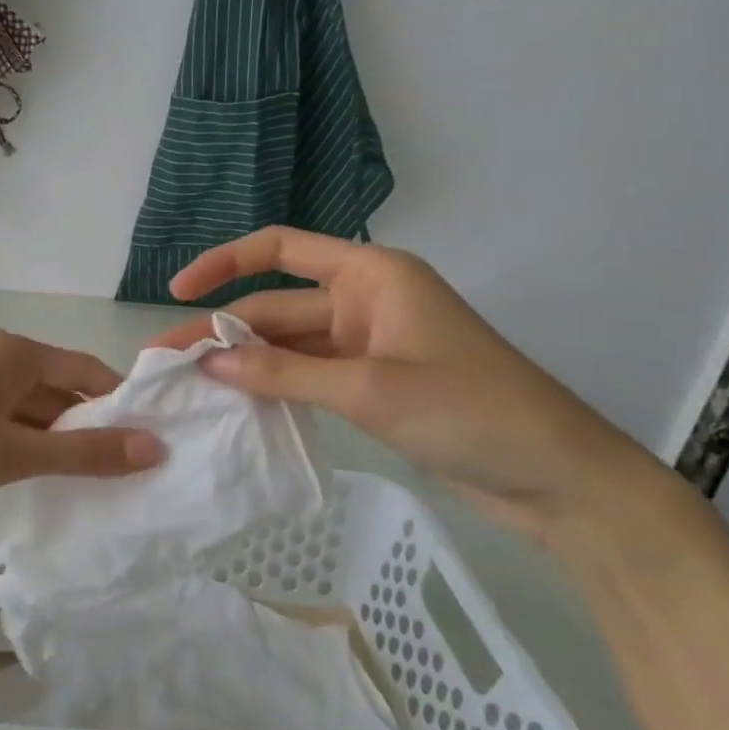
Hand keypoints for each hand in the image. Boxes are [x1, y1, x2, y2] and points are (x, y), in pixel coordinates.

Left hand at [0, 328, 164, 503]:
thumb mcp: (14, 453)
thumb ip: (85, 454)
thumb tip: (155, 447)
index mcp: (17, 352)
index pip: (88, 371)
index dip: (120, 405)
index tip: (148, 444)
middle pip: (59, 388)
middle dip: (88, 428)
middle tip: (123, 474)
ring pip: (30, 406)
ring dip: (54, 438)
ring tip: (87, 482)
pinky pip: (3, 415)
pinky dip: (23, 441)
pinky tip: (33, 475)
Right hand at [156, 227, 665, 542]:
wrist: (561, 481)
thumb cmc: (472, 412)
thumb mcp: (369, 389)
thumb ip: (283, 373)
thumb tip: (210, 362)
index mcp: (371, 274)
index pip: (280, 249)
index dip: (224, 263)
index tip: (178, 291)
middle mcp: (365, 299)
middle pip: (276, 304)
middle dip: (223, 328)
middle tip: (167, 359)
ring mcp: (369, 343)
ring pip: (289, 343)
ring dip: (246, 360)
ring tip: (192, 383)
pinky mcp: (373, 382)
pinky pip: (309, 373)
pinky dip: (275, 385)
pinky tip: (238, 402)